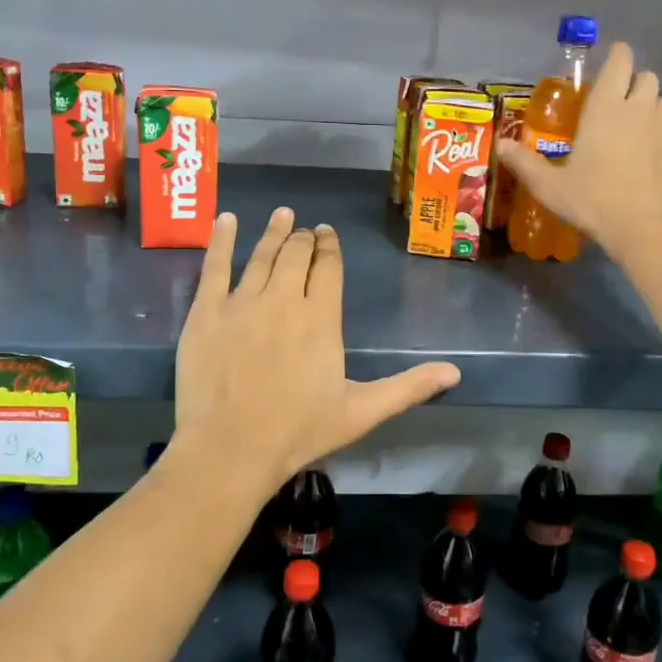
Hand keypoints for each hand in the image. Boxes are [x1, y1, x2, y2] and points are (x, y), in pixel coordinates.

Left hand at [172, 208, 460, 491]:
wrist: (232, 448)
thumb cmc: (299, 431)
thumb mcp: (362, 412)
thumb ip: (408, 388)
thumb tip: (455, 372)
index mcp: (321, 318)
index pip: (329, 269)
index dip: (330, 248)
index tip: (328, 234)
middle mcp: (284, 299)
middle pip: (296, 255)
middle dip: (304, 238)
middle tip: (306, 230)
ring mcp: (242, 302)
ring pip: (262, 255)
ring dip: (274, 232)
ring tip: (282, 213)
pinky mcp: (207, 311)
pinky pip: (214, 265)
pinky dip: (221, 239)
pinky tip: (226, 219)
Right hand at [496, 42, 661, 255]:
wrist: (644, 229)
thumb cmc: (592, 200)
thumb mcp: (549, 186)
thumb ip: (525, 163)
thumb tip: (501, 145)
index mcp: (605, 108)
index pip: (620, 62)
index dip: (617, 55)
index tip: (610, 59)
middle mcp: (638, 110)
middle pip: (646, 77)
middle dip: (633, 81)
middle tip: (617, 99)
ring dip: (650, 105)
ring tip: (634, 125)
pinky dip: (659, 135)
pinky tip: (647, 156)